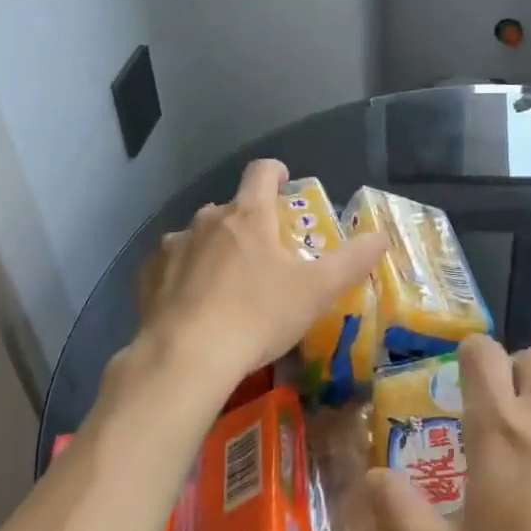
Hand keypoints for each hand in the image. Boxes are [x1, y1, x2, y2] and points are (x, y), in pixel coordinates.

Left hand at [126, 160, 384, 401]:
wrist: (185, 359)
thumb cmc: (258, 316)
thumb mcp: (317, 291)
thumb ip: (353, 261)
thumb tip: (382, 236)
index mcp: (248, 215)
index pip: (261, 171)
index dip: (276, 172)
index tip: (285, 184)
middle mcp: (207, 220)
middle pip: (231, 208)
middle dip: (249, 222)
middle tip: (266, 255)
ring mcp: (173, 247)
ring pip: (199, 236)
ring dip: (215, 249)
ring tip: (227, 285)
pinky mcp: (148, 276)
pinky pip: (171, 264)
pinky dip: (184, 274)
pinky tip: (193, 304)